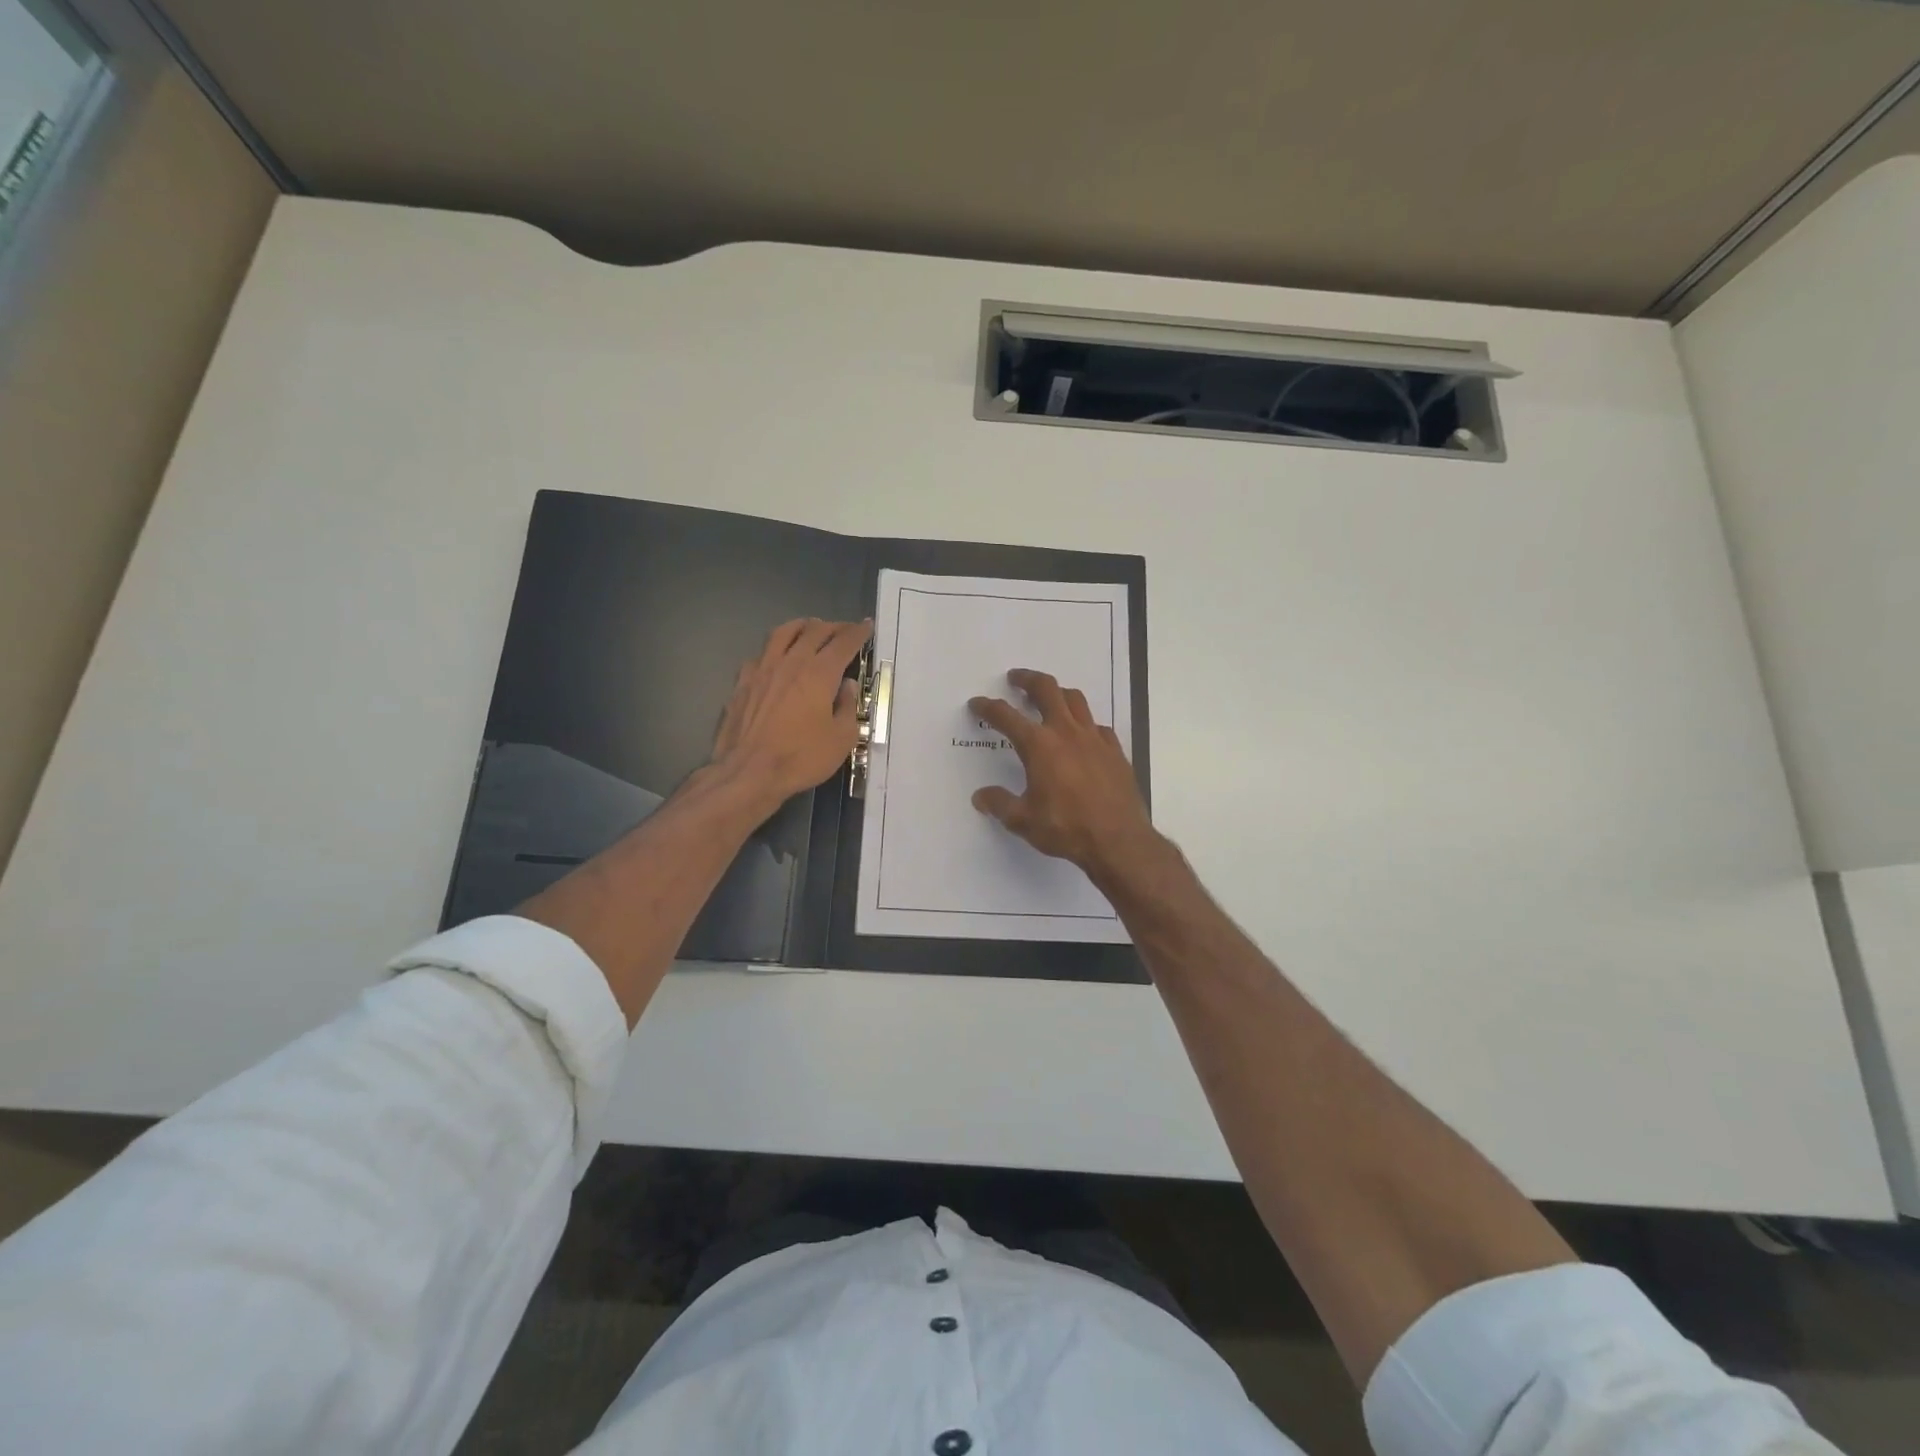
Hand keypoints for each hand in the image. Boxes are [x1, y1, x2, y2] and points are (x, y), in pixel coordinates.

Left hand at [710, 618, 870, 807]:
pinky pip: (761, 653)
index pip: (843, 643)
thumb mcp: (841, 739)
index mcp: (819, 673)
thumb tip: (847, 686)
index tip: (866, 626)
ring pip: (783, 633)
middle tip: (843, 629)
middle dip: (833, 626)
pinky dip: (775, 648)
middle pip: (814, 631)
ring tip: (810, 628)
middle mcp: (791, 662)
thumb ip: (847, 707)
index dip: (858, 632)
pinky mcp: (742, 681)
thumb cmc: (800, 758)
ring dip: (802, 626)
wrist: (748, 772)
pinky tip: (777, 657)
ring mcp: (762, 669)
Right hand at [968, 669, 1161, 883]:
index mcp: (1039, 746)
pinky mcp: (1115, 751)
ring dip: (1058, 693)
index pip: (1006, 717)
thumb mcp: (1023, 821)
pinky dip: (1085, 723)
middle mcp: (1067, 733)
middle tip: (1016, 679)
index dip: (988, 707)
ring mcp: (1095, 738)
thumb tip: (981, 796)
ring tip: (1049, 698)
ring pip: (1076, 700)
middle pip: (1047, 690)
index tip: (977, 703)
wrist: (1118, 840)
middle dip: (1028, 680)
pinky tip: (1083, 735)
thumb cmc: (1066, 828)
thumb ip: (1000, 804)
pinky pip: (1098, 726)